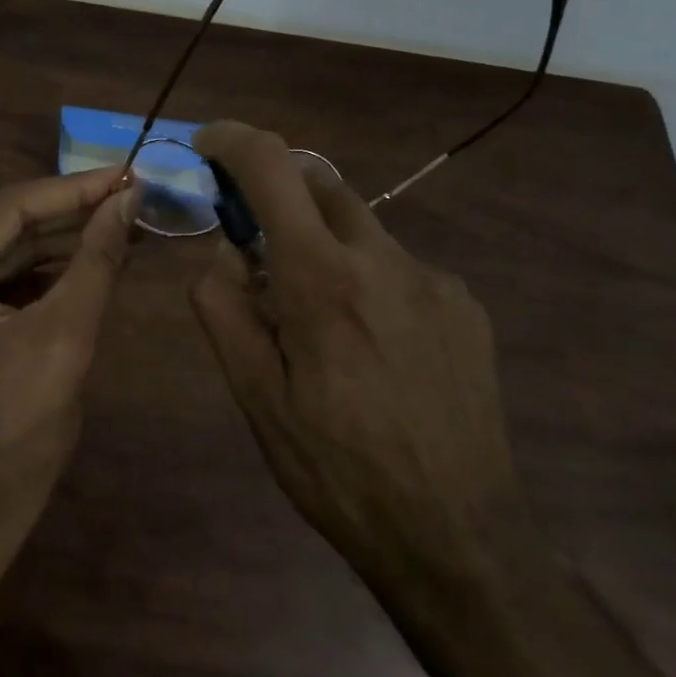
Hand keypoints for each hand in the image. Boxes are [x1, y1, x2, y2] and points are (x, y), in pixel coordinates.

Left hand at [0, 168, 139, 529]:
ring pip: (5, 252)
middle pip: (4, 227)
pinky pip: (0, 279)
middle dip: (70, 214)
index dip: (73, 189)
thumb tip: (129, 199)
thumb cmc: (17, 432)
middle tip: (130, 197)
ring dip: (61, 240)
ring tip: (121, 222)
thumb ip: (96, 260)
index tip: (126, 174)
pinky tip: (90, 257)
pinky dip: (44, 270)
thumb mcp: (65, 337)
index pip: (7, 210)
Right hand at [189, 121, 531, 586]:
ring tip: (316, 320)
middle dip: (278, 192)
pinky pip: (400, 269)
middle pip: (321, 184)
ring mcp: (434, 280)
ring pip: (361, 229)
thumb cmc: (338, 472)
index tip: (208, 145)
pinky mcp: (466, 306)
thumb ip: (225, 311)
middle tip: (254, 244)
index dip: (234, 140)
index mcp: (323, 279)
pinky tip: (372, 348)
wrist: (458, 536)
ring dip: (324, 244)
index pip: (273, 169)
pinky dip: (367, 280)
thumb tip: (222, 253)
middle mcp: (384, 260)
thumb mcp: (257, 400)